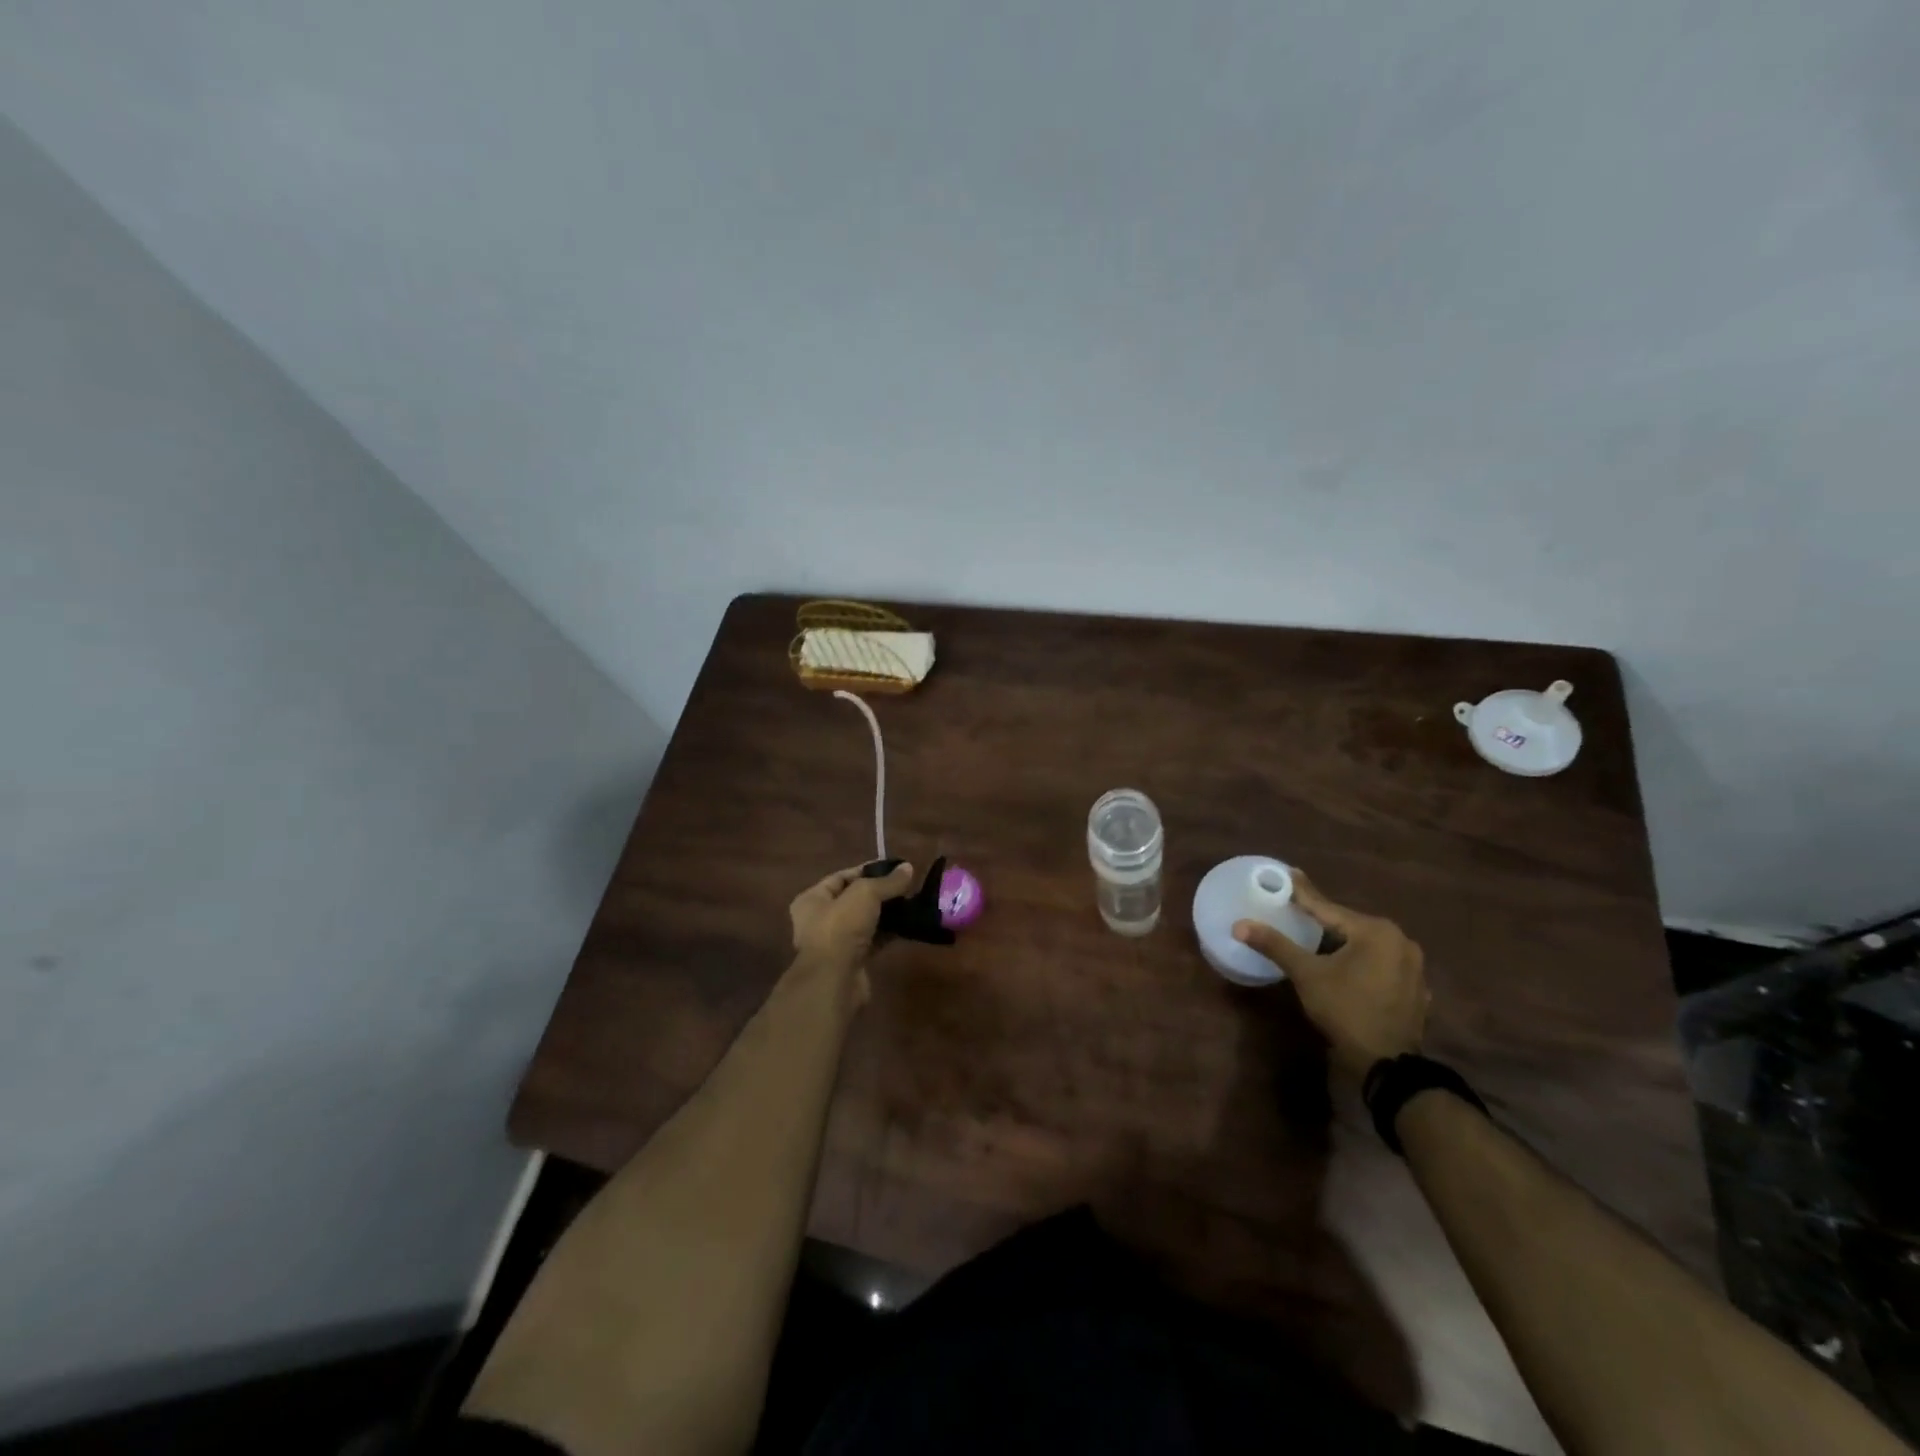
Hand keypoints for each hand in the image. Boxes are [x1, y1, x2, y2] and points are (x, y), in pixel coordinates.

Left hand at [789, 861, 915, 989]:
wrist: (835, 980)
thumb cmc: (841, 927)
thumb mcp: (865, 894)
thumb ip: (887, 881)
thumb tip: (908, 868)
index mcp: (812, 899)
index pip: (841, 877)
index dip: (867, 870)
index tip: (894, 868)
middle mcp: (819, 920)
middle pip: (854, 899)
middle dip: (879, 892)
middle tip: (905, 886)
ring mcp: (835, 943)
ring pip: (864, 921)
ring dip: (885, 913)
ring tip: (910, 903)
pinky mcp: (851, 961)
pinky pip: (872, 940)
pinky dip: (887, 933)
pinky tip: (907, 925)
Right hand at [1233, 873, 1429, 1075]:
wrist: (1388, 1064)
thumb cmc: (1345, 1009)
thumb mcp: (1306, 974)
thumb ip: (1275, 945)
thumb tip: (1240, 925)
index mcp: (1376, 930)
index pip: (1328, 907)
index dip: (1303, 893)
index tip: (1289, 873)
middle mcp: (1401, 941)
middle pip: (1349, 925)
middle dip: (1324, 920)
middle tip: (1299, 910)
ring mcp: (1414, 967)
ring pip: (1367, 945)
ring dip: (1343, 942)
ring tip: (1320, 938)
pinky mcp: (1416, 989)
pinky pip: (1381, 964)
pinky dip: (1362, 962)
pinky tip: (1348, 969)